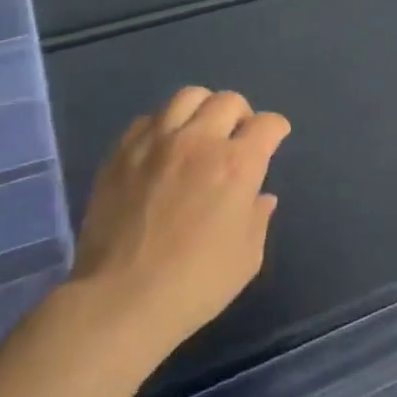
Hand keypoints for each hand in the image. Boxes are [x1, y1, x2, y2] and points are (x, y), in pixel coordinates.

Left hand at [69, 87, 290, 361]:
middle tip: (237, 137)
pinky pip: (148, 119)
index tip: (274, 139)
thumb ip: (258, 217)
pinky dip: (163, 126)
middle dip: (242, 114)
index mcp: (237, 164)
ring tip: (200, 133)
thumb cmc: (195, 283)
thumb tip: (261, 196)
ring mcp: (156, 142)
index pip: (267, 124)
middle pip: (228, 100)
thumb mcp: (247, 257)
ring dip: (203, 109)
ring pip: (187, 97)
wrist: (120, 300)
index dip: (276, 129)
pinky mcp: (122, 153)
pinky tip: (163, 149)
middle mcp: (199, 141)